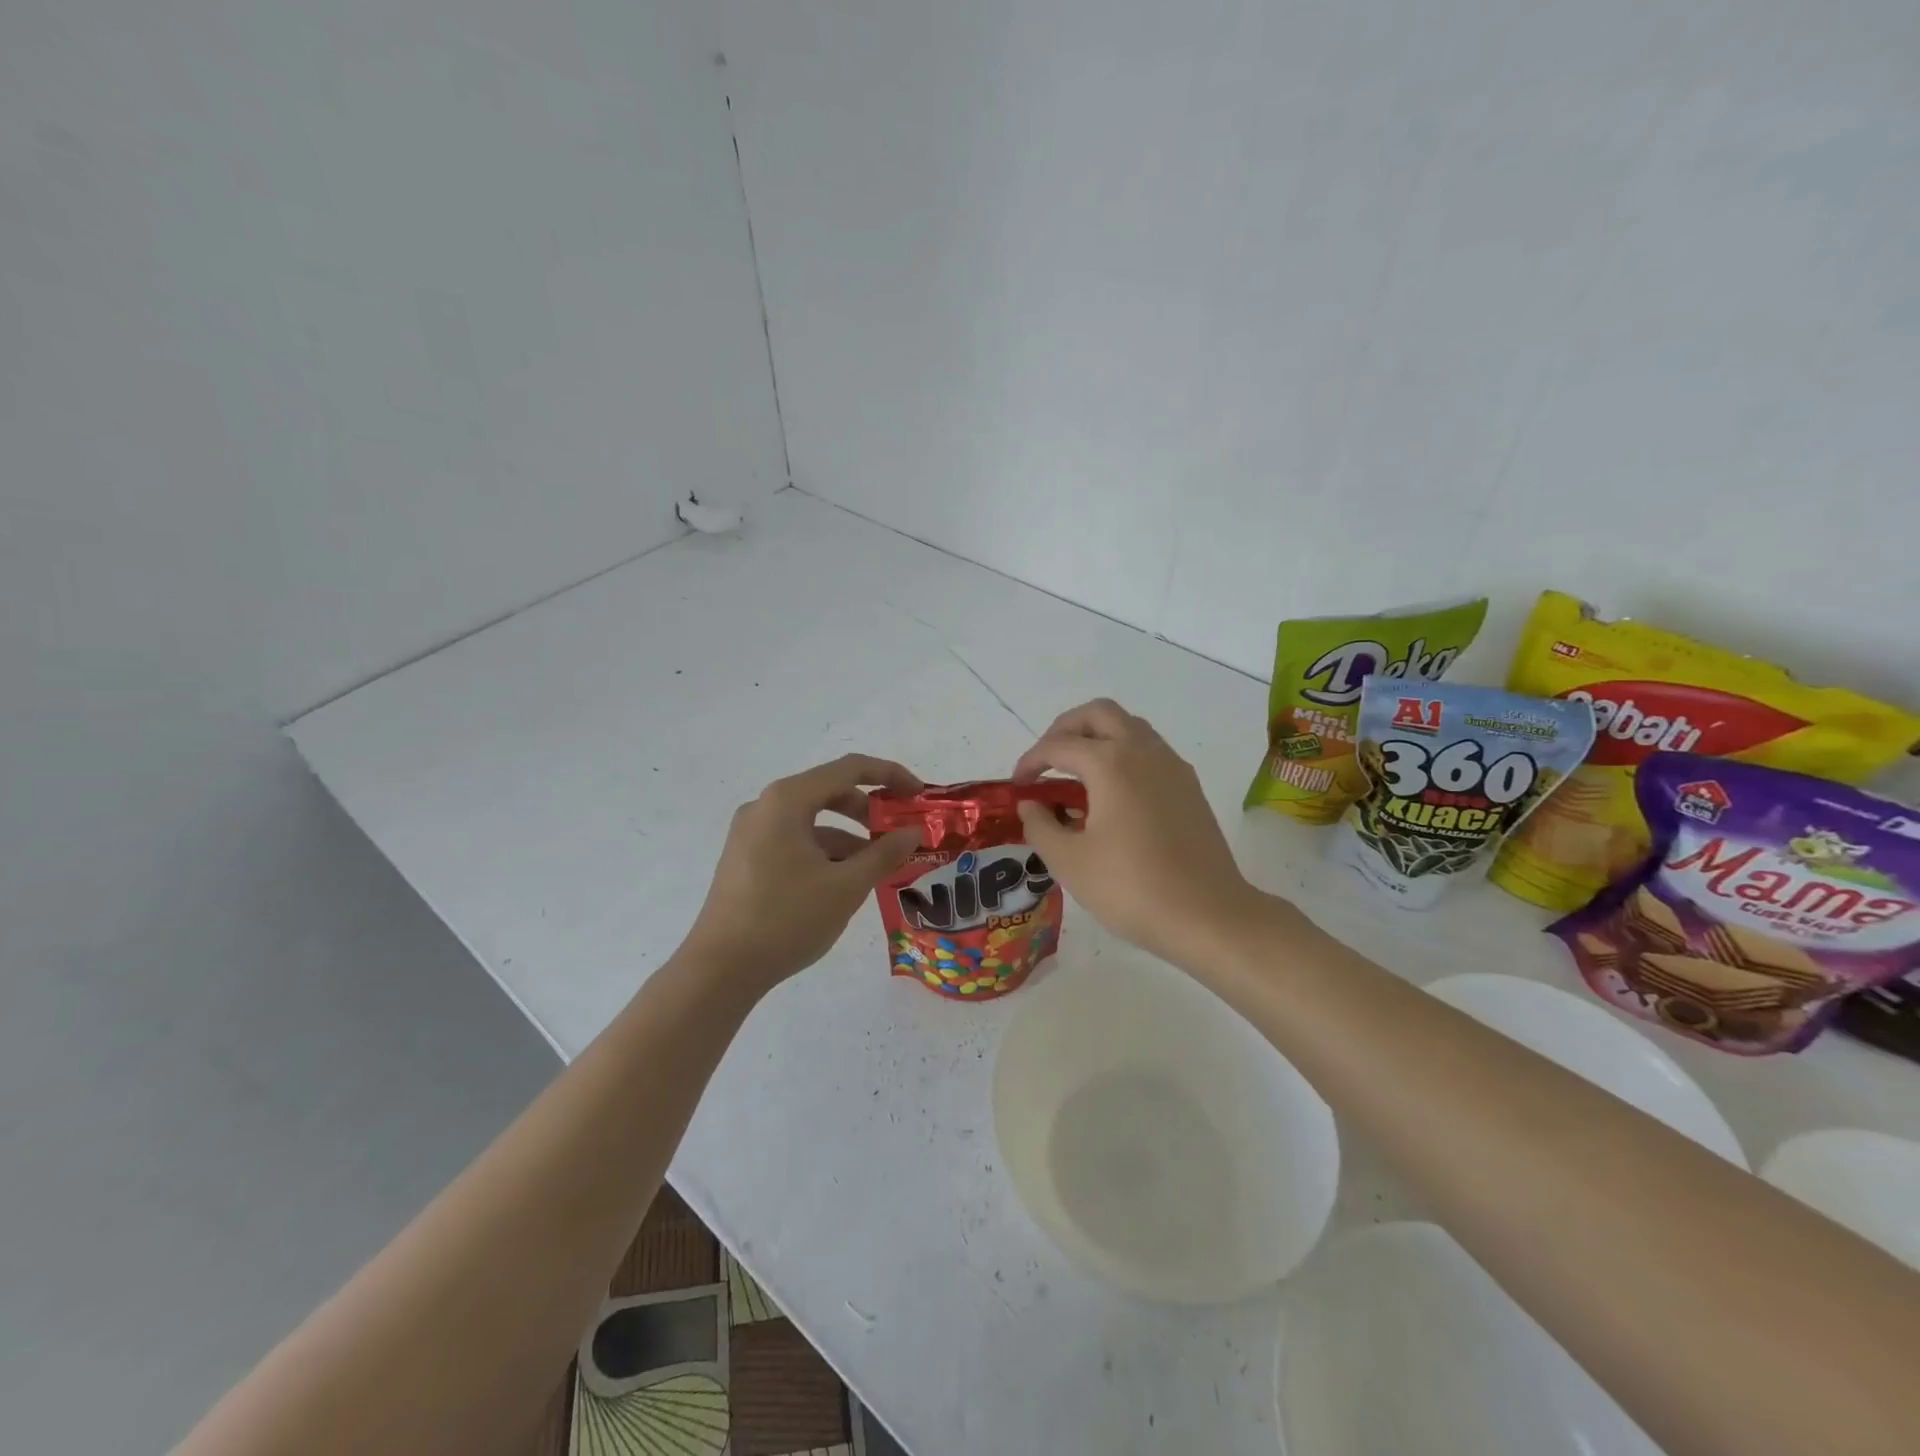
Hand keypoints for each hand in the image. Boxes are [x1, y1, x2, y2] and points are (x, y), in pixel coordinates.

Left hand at [683, 754, 924, 992]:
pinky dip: (824, 851)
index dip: (889, 775)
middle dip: (869, 809)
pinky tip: (844, 881)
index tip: (918, 794)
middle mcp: (765, 806)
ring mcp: (751, 832)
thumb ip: (884, 853)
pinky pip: (794, 840)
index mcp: (787, 800)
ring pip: (812, 820)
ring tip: (878, 865)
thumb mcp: (846, 886)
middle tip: (900, 831)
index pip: (849, 769)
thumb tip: (913, 833)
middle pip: (828, 791)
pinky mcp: (746, 858)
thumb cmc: (787, 918)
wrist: (720, 969)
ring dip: (848, 835)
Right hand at [1013, 700, 1267, 966]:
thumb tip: (1030, 805)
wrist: (1208, 915)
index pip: (1059, 745)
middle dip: (1065, 728)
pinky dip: (1123, 754)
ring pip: (1129, 727)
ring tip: (1077, 773)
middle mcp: (1143, 751)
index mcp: (1111, 763)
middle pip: (1099, 714)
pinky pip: (1149, 750)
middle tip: (1047, 760)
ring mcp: (1172, 766)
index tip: (1017, 786)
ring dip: (1097, 737)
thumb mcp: (1069, 862)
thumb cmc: (1131, 888)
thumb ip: (1040, 826)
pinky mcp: (1189, 787)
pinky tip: (1112, 794)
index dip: (1031, 761)